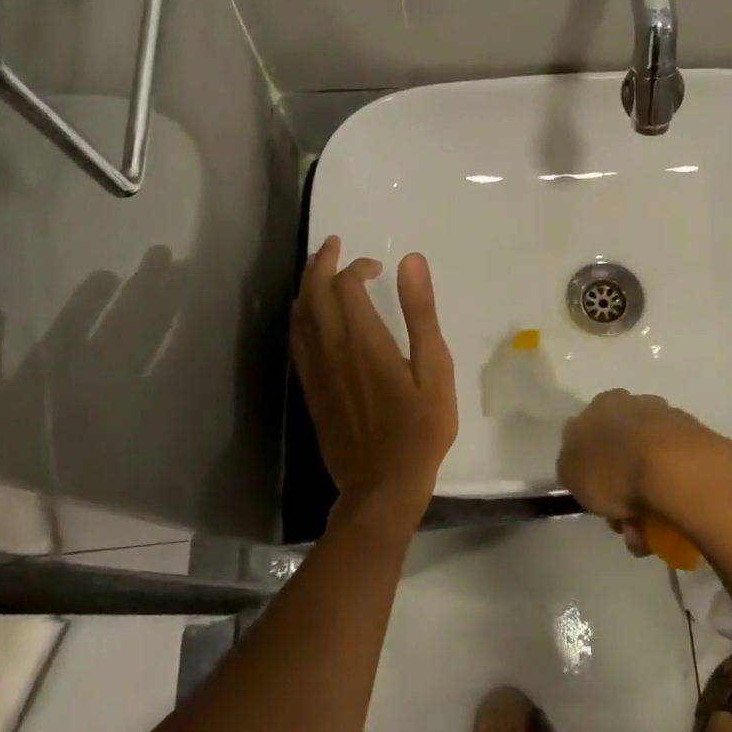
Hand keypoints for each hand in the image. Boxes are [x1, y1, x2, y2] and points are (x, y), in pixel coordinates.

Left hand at [292, 236, 456, 529]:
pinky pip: (296, 342)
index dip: (357, 267)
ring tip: (319, 270)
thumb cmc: (420, 428)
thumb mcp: (434, 369)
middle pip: (314, 294)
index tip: (378, 266)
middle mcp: (332, 350)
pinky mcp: (311, 391)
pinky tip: (310, 316)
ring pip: (299, 317)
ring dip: (306, 286)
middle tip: (334, 245)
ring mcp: (316, 372)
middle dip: (321, 264)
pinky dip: (300, 317)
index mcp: (364, 341)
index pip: (346, 286)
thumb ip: (421, 313)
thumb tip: (411, 261)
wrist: (382, 486)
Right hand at [558, 391, 731, 551]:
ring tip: (649, 536)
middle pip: (622, 455)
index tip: (596, 498)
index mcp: (604, 404)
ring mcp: (673, 423)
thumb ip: (571, 465)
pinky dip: (671, 503)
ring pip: (650, 470)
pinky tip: (671, 528)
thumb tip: (582, 465)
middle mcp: (639, 405)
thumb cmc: (615, 466)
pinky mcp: (701, 444)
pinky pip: (676, 479)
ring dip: (646, 505)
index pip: (589, 435)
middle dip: (621, 493)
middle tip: (624, 524)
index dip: (590, 470)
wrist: (679, 470)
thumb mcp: (571, 471)